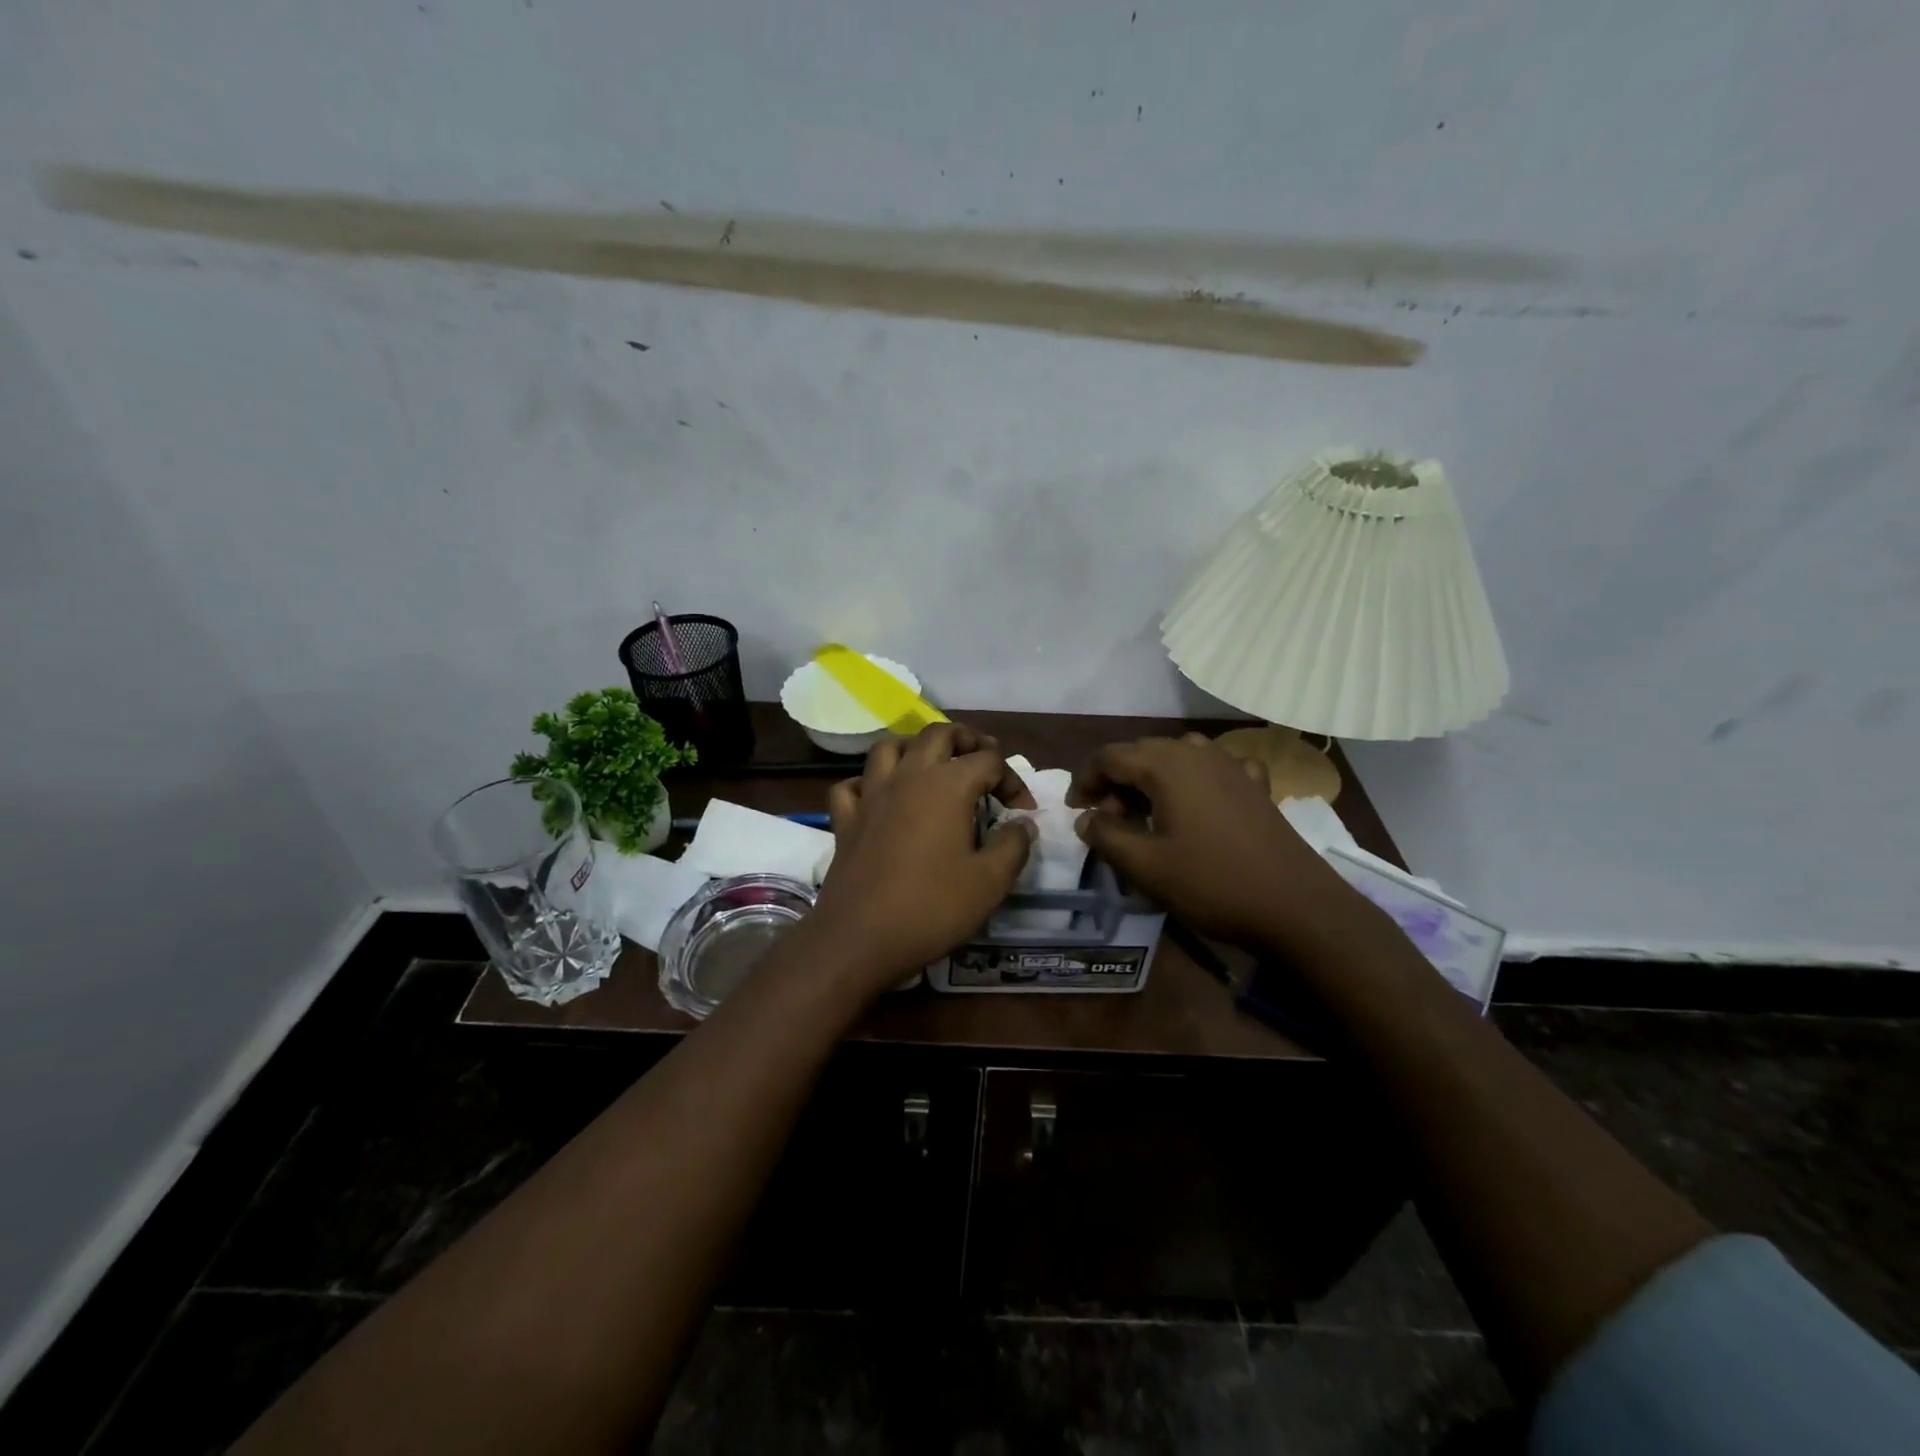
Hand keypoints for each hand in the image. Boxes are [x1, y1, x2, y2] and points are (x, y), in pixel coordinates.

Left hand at [809, 724, 1036, 992]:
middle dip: (967, 740)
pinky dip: (869, 782)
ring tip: (933, 766)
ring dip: (915, 748)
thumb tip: (1023, 823)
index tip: (1023, 811)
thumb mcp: (990, 882)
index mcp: (948, 785)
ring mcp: (871, 794)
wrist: (860, 938)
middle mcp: (908, 776)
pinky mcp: (846, 819)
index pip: (989, 760)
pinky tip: (881, 798)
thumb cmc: (933, 908)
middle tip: (984, 761)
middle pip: (938, 734)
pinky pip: (853, 785)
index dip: (1013, 780)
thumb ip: (1013, 845)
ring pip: (890, 747)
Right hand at [1067, 733, 1354, 951]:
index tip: (1076, 812)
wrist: (1295, 906)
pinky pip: (1214, 769)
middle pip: (1142, 753)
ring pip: (1177, 756)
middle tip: (1107, 821)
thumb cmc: (1212, 883)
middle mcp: (1197, 753)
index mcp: (1167, 765)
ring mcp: (1231, 766)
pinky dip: (1194, 780)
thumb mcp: (1145, 866)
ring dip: (1153, 778)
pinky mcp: (1255, 786)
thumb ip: (1106, 836)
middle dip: (1116, 782)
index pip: (1110, 757)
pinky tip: (1197, 803)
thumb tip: (1086, 819)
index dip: (1085, 780)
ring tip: (1146, 812)